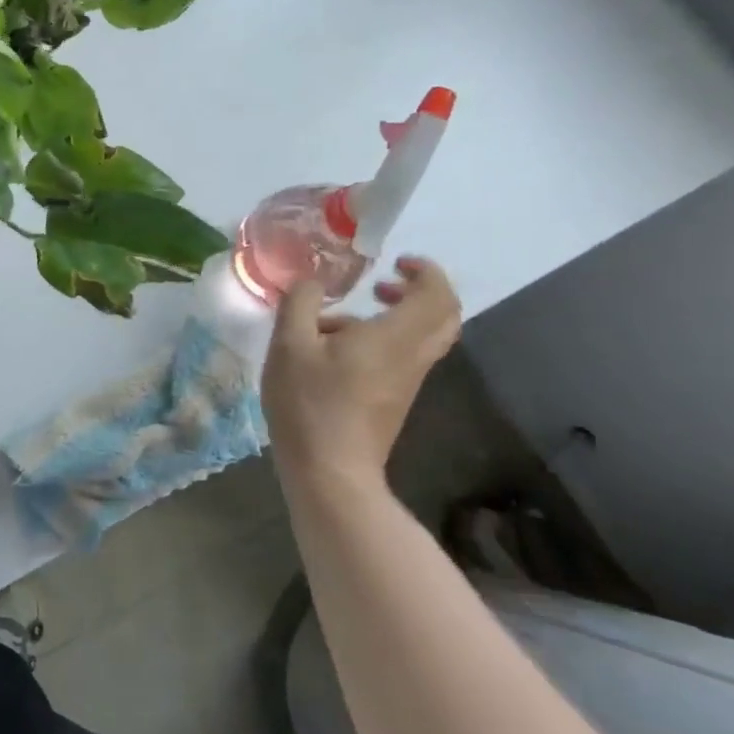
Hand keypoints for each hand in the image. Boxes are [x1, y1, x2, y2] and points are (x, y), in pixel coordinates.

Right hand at [262, 256, 461, 493]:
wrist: (330, 470)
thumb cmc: (309, 402)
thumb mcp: (289, 345)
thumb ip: (301, 303)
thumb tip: (312, 281)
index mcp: (395, 337)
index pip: (437, 294)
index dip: (425, 271)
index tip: (396, 262)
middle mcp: (412, 356)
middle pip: (443, 316)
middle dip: (419, 292)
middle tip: (383, 286)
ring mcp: (407, 381)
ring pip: (421, 337)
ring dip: (394, 317)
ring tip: (340, 319)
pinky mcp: (395, 400)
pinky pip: (403, 357)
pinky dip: (381, 341)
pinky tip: (332, 352)